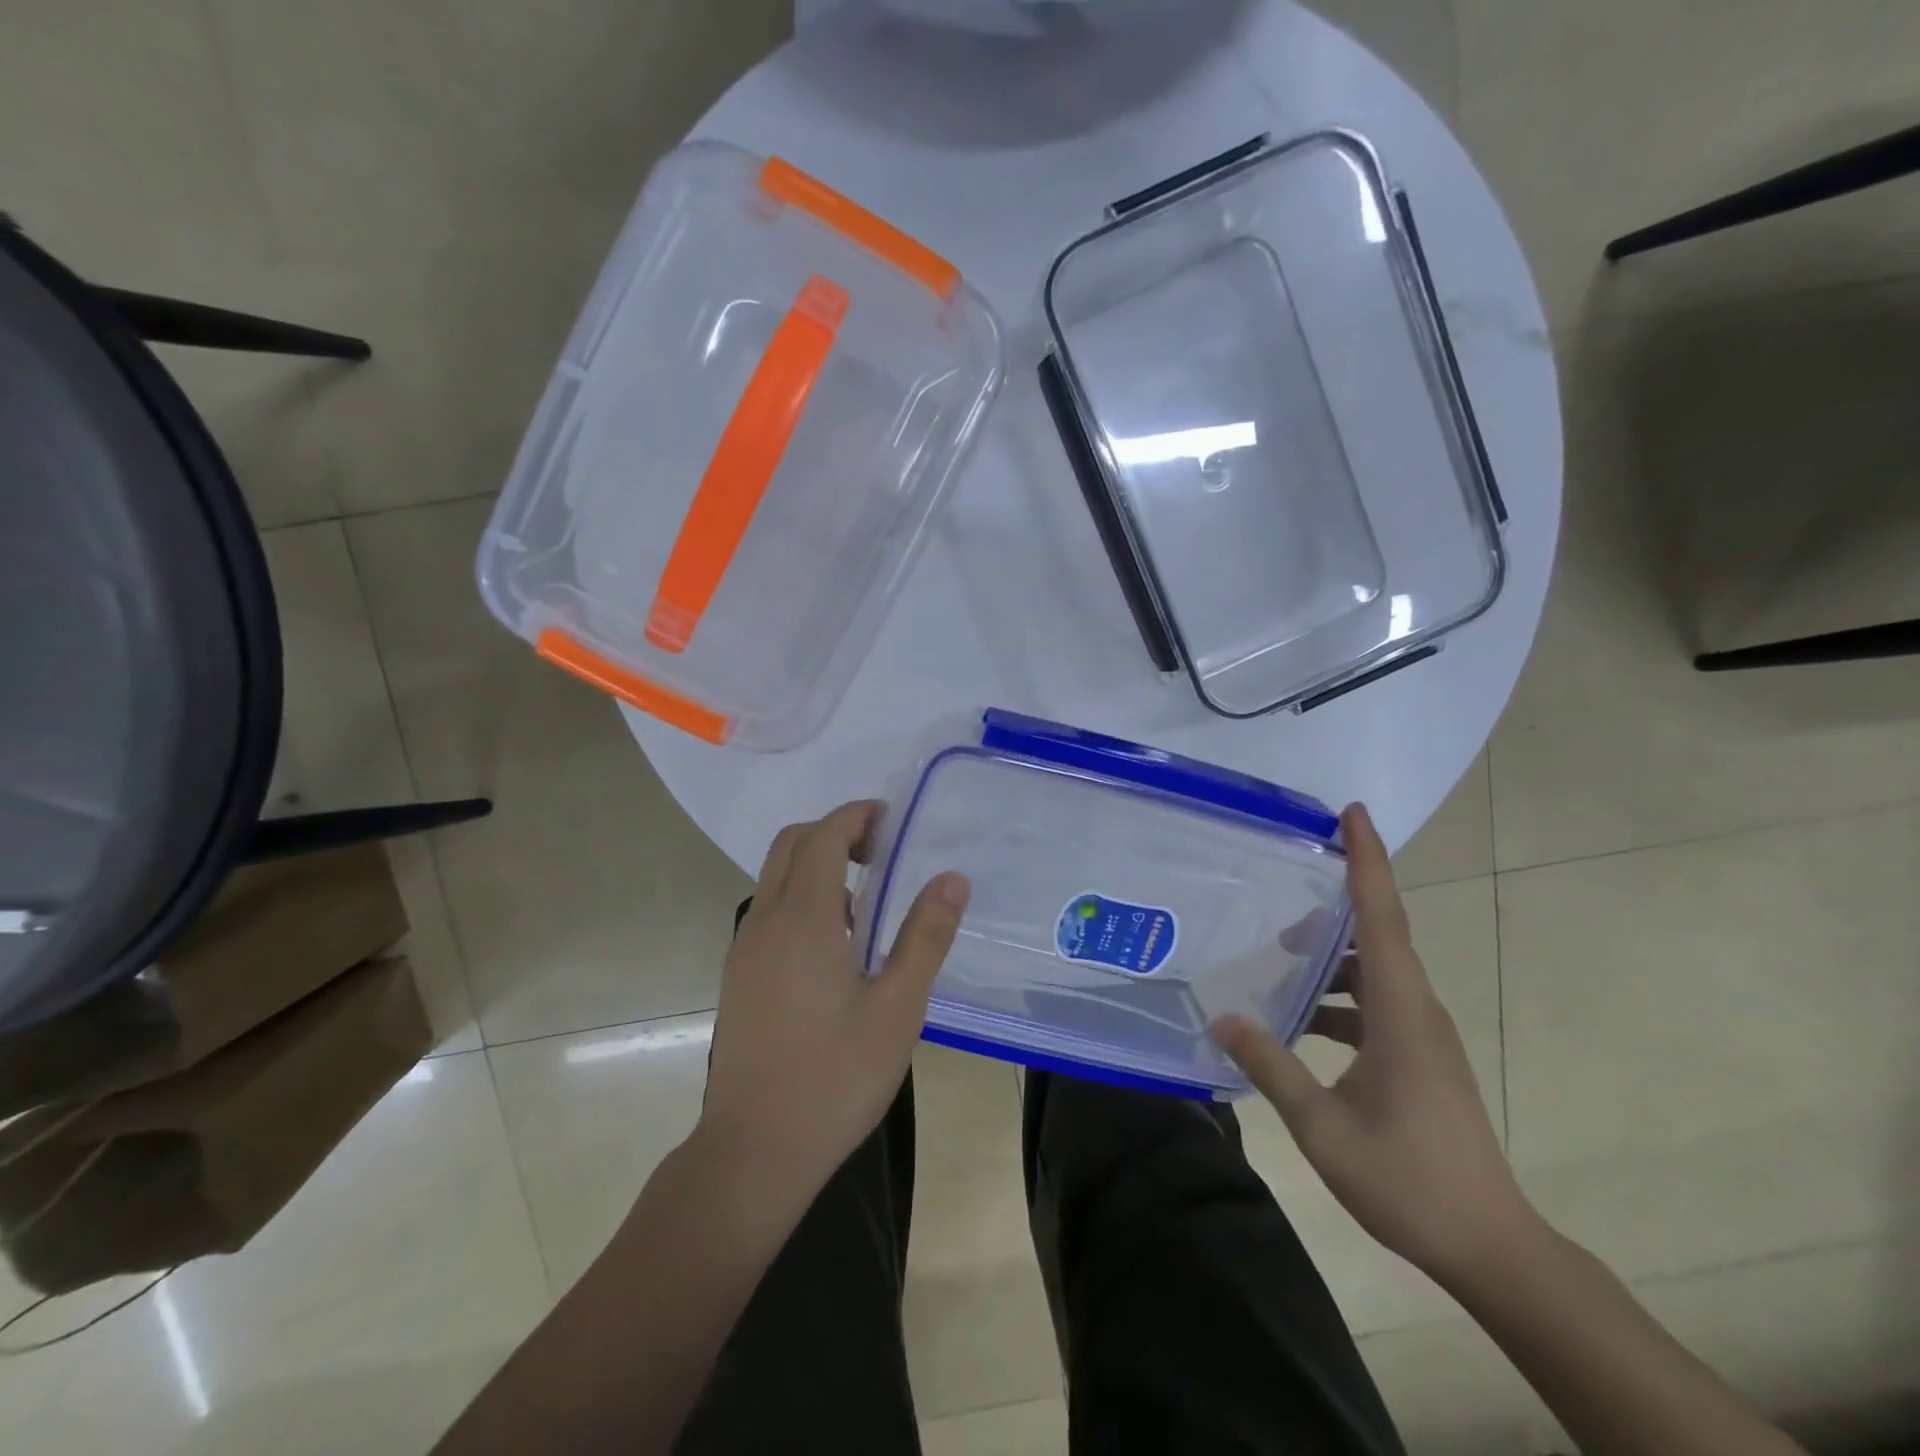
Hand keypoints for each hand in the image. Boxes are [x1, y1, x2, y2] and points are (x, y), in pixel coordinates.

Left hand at [696, 801, 969, 1212]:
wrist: (754, 1151)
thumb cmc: (834, 1078)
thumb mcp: (898, 1008)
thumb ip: (925, 936)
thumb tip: (952, 878)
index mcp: (803, 919)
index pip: (823, 836)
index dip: (857, 816)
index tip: (893, 823)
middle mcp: (765, 921)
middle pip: (791, 844)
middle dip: (835, 832)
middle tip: (882, 853)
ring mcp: (744, 949)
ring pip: (775, 877)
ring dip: (816, 866)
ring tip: (865, 902)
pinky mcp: (738, 975)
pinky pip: (769, 910)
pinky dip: (801, 897)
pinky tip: (835, 946)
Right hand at [1211, 803, 1535, 1285]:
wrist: (1491, 1246)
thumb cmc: (1408, 1179)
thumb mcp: (1322, 1125)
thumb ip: (1271, 1065)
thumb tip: (1221, 1018)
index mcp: (1402, 1012)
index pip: (1383, 918)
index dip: (1368, 861)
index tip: (1353, 813)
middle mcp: (1419, 1010)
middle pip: (1380, 935)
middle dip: (1337, 902)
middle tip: (1283, 887)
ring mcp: (1423, 1035)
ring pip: (1376, 972)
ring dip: (1332, 958)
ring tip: (1279, 954)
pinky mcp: (1421, 1058)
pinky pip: (1377, 1005)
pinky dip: (1339, 999)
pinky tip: (1300, 1021)